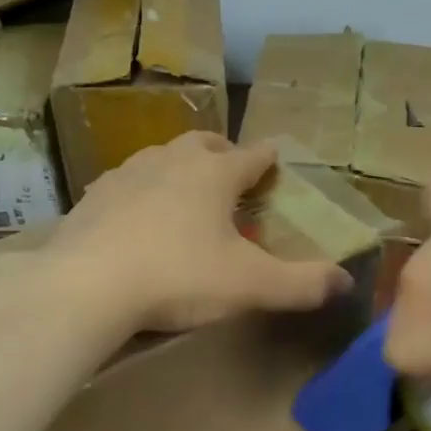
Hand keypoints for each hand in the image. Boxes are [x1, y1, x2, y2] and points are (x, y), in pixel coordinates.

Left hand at [40, 133, 353, 332]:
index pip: (252, 155)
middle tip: (234, 172)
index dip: (269, 157)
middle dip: (224, 152)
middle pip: (205, 143)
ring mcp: (127, 173)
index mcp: (214, 174)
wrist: (86, 287)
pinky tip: (139, 214)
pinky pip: (127, 181)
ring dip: (181, 166)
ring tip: (187, 191)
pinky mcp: (93, 196)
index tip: (277, 157)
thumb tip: (345, 281)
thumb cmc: (178, 277)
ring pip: (162, 156)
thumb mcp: (250, 285)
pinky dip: (143, 189)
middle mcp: (171, 161)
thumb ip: (302, 284)